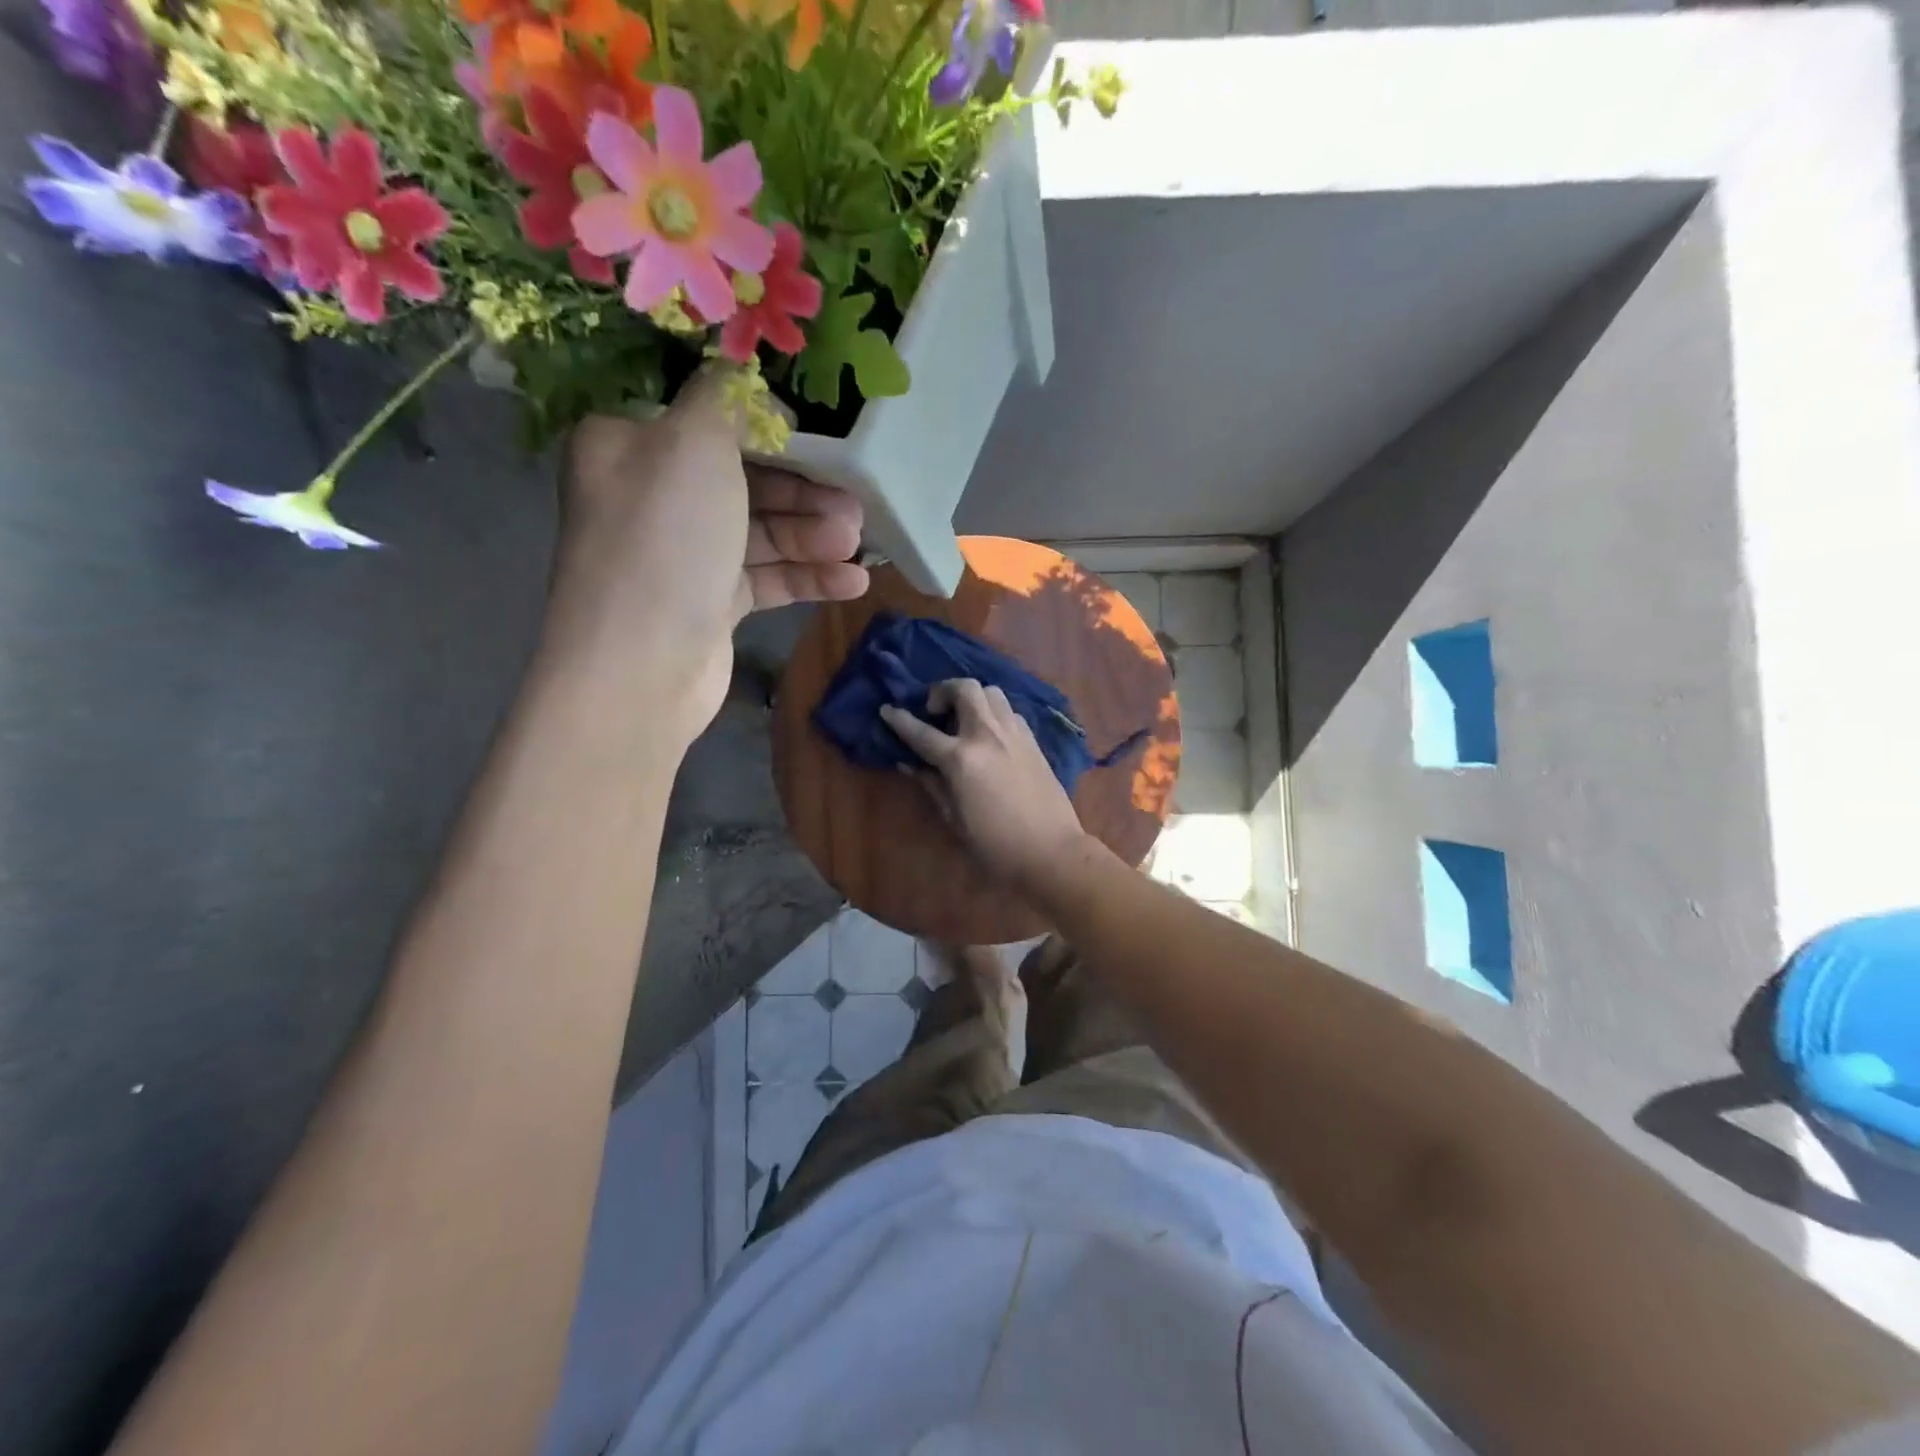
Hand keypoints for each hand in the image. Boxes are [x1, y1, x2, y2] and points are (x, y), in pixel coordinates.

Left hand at [545, 374, 868, 742]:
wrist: (640, 664)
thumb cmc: (665, 538)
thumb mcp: (694, 442)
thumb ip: (727, 398)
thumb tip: (751, 383)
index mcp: (630, 445)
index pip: (709, 423)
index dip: (771, 431)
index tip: (825, 442)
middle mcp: (652, 496)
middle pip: (744, 480)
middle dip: (804, 493)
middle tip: (855, 507)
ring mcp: (682, 554)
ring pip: (760, 532)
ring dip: (812, 536)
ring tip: (856, 546)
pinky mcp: (708, 603)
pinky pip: (765, 578)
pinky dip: (806, 576)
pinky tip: (852, 582)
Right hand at [880, 680, 1089, 892]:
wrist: (1052, 852)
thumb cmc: (996, 845)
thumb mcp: (955, 819)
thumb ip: (932, 785)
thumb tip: (910, 763)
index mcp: (962, 758)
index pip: (921, 732)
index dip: (899, 719)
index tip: (887, 709)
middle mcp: (987, 735)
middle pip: (964, 688)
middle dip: (943, 691)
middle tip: (935, 712)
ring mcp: (1014, 734)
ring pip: (991, 692)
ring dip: (971, 697)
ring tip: (963, 719)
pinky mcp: (1033, 741)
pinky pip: (1009, 711)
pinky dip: (993, 713)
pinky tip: (989, 735)